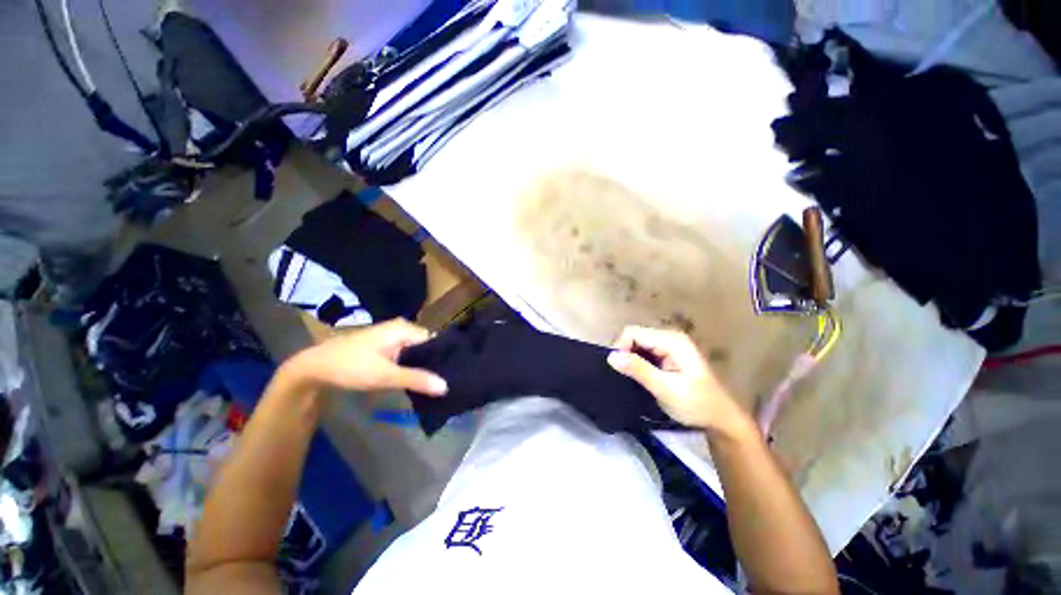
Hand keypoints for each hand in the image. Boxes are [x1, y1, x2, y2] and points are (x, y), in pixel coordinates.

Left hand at [287, 319, 447, 395]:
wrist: (312, 369)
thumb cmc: (351, 366)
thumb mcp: (385, 375)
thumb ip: (417, 379)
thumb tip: (445, 386)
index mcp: (404, 328)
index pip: (434, 340)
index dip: (443, 357)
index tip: (452, 374)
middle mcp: (401, 329)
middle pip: (426, 346)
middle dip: (433, 363)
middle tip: (444, 382)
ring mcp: (391, 337)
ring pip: (415, 352)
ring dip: (421, 367)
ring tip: (434, 384)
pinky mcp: (384, 347)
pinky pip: (405, 356)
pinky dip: (410, 367)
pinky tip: (415, 380)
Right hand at [607, 326, 747, 434]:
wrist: (720, 420)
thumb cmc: (696, 404)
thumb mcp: (665, 388)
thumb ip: (638, 370)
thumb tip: (611, 356)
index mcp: (671, 340)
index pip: (633, 333)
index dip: (621, 347)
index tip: (617, 369)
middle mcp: (669, 337)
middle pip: (635, 336)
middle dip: (625, 353)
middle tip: (622, 375)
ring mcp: (669, 346)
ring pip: (637, 344)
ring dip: (630, 359)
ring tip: (629, 377)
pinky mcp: (667, 356)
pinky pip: (644, 352)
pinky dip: (637, 362)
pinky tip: (638, 376)